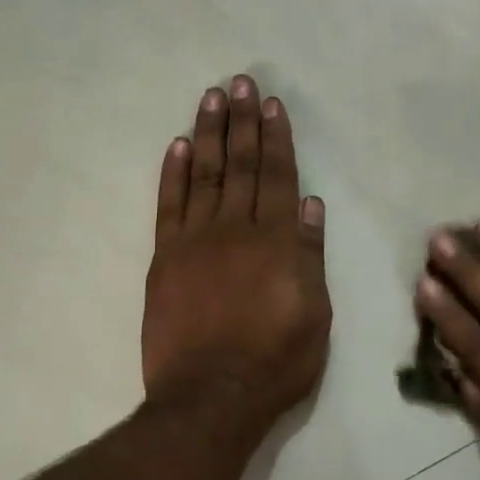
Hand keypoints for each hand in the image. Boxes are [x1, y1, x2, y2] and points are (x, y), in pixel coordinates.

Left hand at [140, 77, 331, 435]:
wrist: (210, 398)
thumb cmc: (276, 360)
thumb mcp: (315, 313)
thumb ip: (310, 256)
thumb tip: (311, 205)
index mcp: (277, 242)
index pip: (278, 177)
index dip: (277, 138)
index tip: (271, 104)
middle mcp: (236, 230)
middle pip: (241, 165)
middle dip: (242, 121)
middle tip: (239, 81)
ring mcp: (195, 242)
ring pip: (204, 175)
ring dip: (208, 134)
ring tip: (211, 98)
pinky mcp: (165, 260)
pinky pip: (169, 207)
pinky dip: (172, 174)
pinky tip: (176, 146)